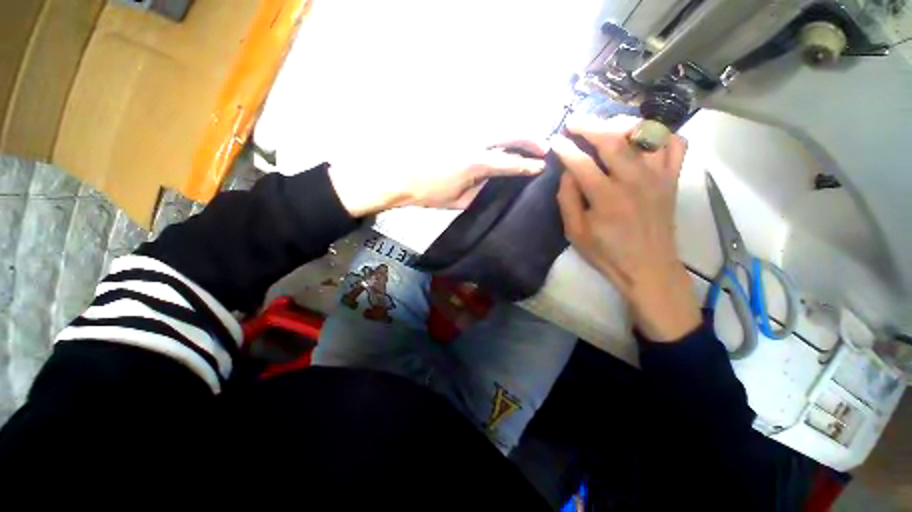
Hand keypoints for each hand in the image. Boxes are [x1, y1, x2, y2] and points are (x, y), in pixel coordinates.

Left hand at [328, 140, 546, 216]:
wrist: (398, 176)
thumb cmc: (428, 193)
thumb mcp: (458, 201)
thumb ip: (479, 190)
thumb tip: (491, 179)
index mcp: (475, 164)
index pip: (509, 163)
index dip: (527, 165)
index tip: (541, 166)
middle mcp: (473, 142)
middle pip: (510, 133)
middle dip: (530, 138)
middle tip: (543, 146)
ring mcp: (463, 131)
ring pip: (497, 124)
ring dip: (515, 131)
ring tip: (526, 140)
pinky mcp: (454, 127)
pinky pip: (482, 125)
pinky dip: (496, 130)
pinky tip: (500, 137)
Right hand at [553, 115, 700, 341]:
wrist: (648, 267)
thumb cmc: (607, 252)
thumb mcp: (575, 233)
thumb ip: (568, 200)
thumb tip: (568, 172)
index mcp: (606, 197)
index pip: (581, 162)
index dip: (565, 148)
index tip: (555, 140)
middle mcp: (634, 180)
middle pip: (613, 139)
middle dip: (590, 125)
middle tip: (574, 120)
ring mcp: (658, 176)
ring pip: (645, 134)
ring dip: (622, 124)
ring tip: (606, 125)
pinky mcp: (673, 179)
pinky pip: (674, 144)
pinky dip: (661, 134)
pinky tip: (644, 139)